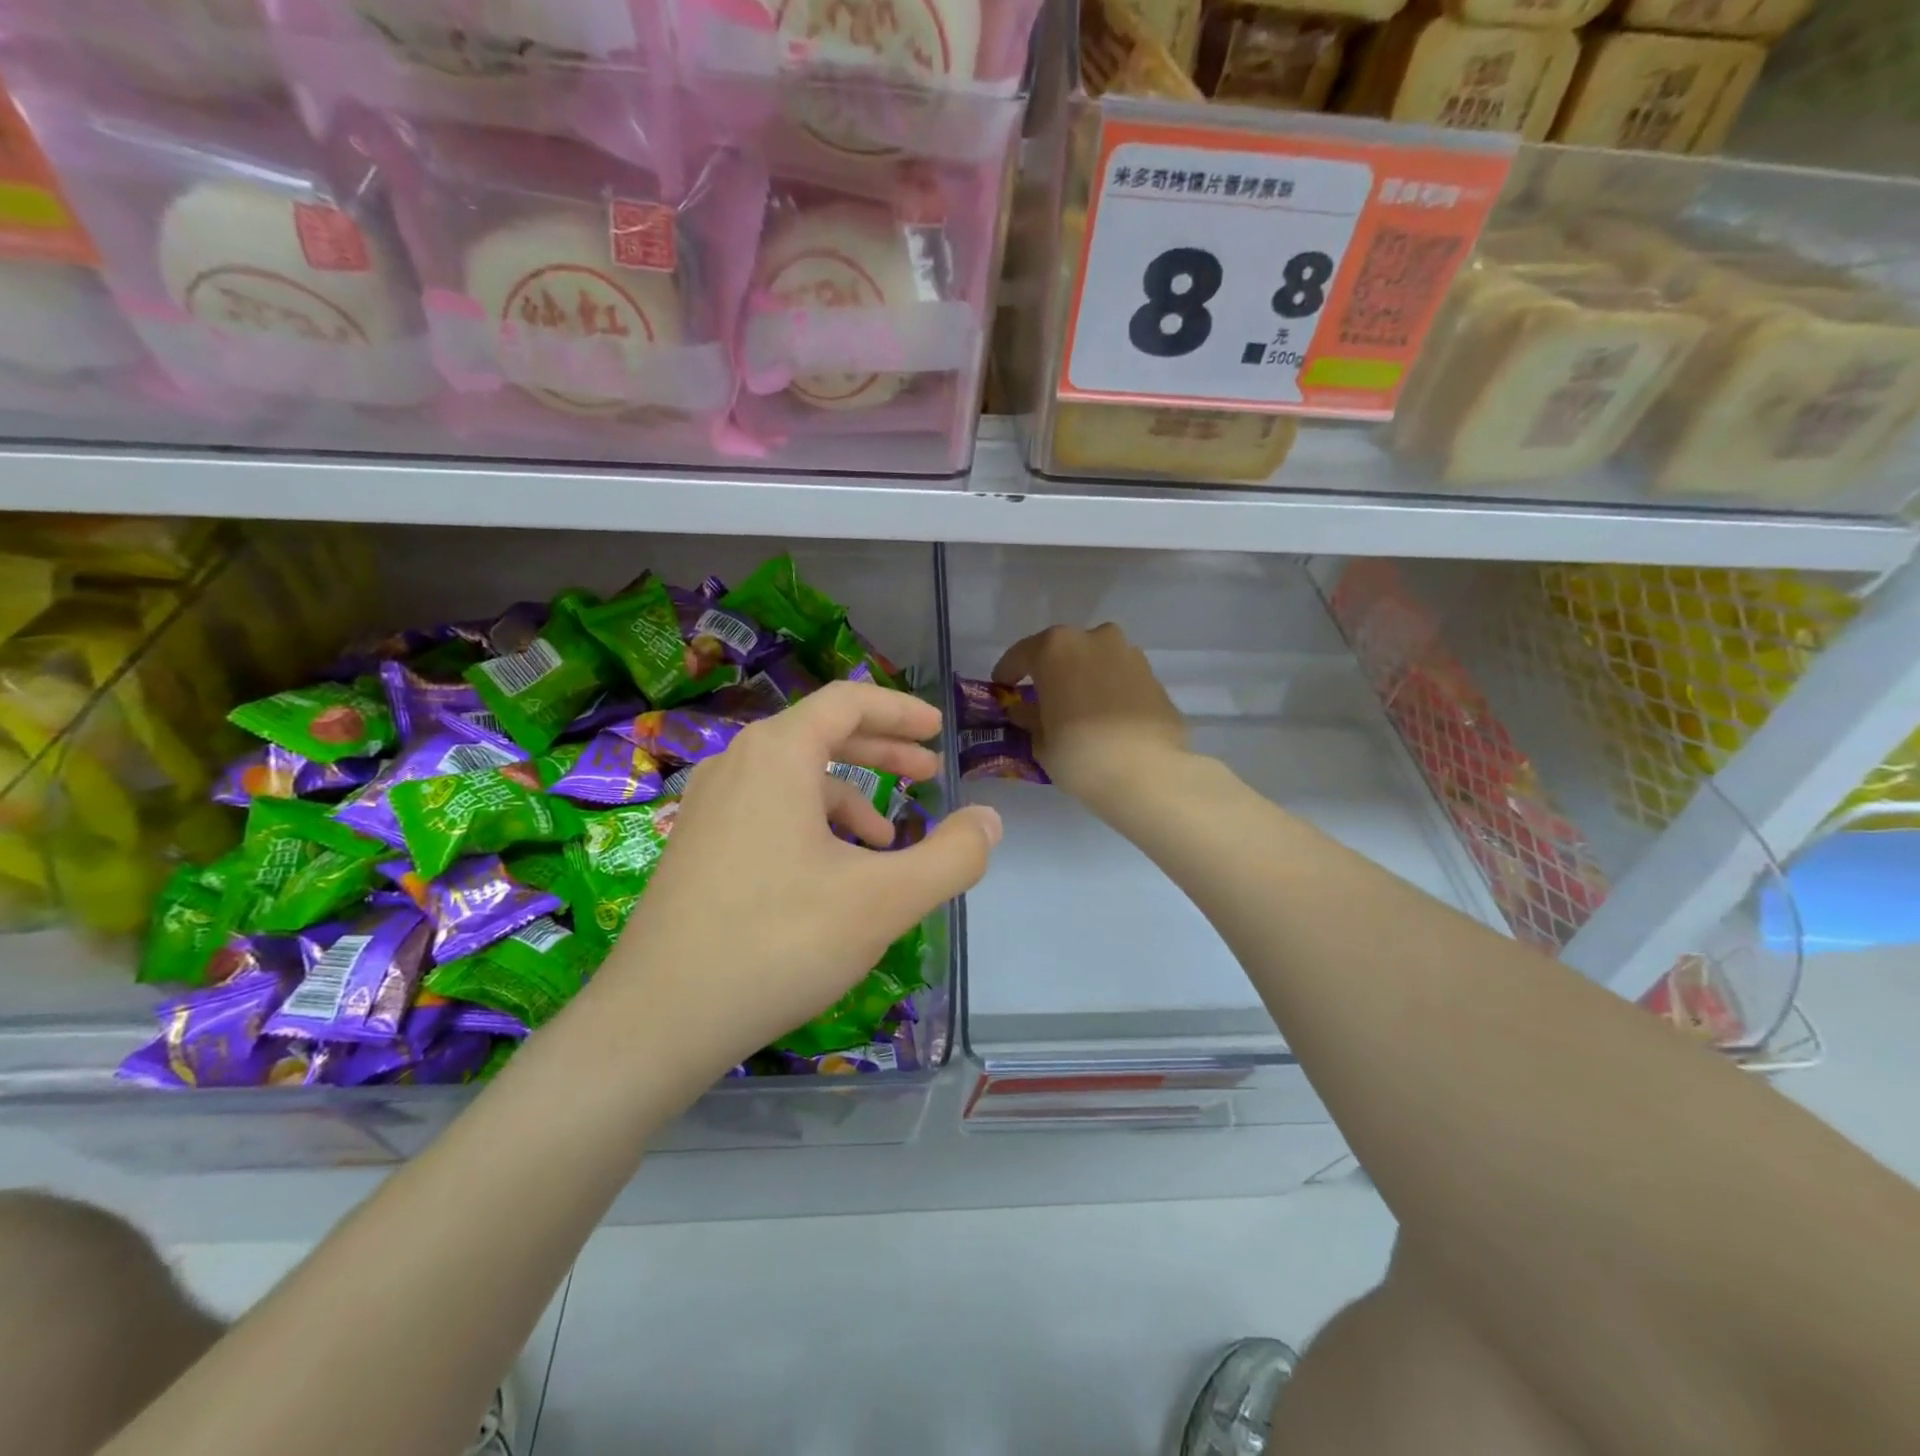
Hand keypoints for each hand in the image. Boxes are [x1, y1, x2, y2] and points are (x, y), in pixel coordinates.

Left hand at [604, 682, 1001, 1073]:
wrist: (658, 1020)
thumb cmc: (778, 942)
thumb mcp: (884, 900)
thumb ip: (952, 857)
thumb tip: (990, 820)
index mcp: (777, 754)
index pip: (848, 701)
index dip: (900, 710)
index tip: (938, 730)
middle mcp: (736, 764)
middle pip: (821, 733)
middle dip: (882, 751)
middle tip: (929, 774)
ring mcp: (708, 806)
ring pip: (793, 778)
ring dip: (849, 796)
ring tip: (886, 841)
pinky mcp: (697, 845)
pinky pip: (767, 811)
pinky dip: (811, 825)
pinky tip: (830, 876)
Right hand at [993, 624, 1188, 812]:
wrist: (1148, 773)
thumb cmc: (1080, 754)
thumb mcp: (1042, 742)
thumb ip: (1030, 719)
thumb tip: (1024, 711)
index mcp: (1055, 648)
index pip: (1021, 654)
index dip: (1008, 672)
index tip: (1002, 687)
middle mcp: (1094, 639)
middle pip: (1063, 651)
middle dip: (1051, 671)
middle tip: (1043, 697)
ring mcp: (1129, 654)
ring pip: (1096, 661)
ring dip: (1084, 678)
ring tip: (1079, 708)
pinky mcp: (1154, 677)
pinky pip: (1121, 679)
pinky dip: (1110, 691)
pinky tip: (1107, 717)